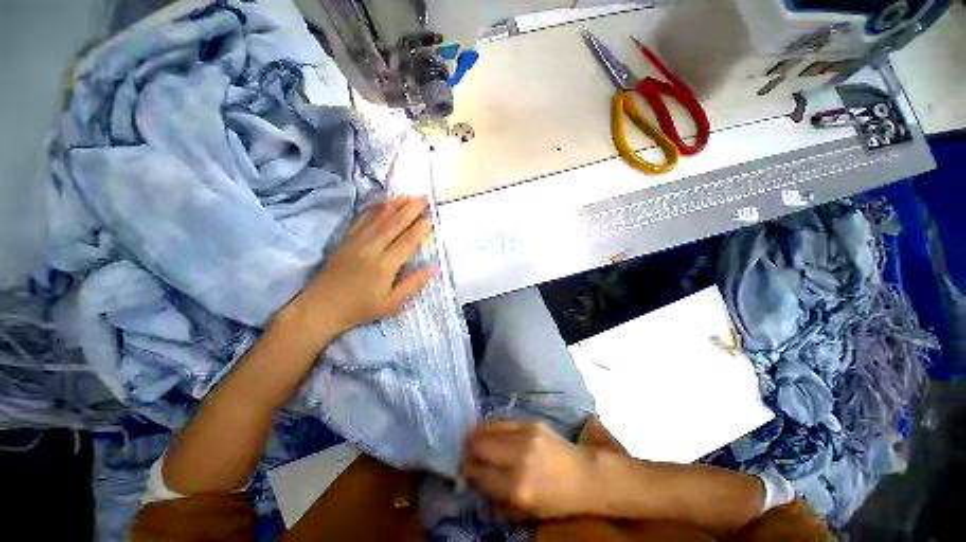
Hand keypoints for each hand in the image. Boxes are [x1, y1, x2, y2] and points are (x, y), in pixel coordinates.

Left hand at [281, 196, 435, 339]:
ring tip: (408, 195)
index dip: (420, 228)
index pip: (407, 241)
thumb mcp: (392, 304)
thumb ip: (413, 284)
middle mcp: (371, 248)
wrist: (321, 308)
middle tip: (424, 197)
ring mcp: (356, 242)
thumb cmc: (361, 308)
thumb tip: (433, 268)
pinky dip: (373, 209)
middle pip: (394, 224)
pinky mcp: (345, 240)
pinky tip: (382, 202)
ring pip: (379, 218)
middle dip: (411, 209)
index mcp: (385, 265)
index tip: (431, 216)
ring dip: (395, 205)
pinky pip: (361, 220)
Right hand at [462, 421, 599, 519]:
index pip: (479, 473)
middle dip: (468, 450)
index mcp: (517, 487)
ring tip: (473, 440)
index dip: (467, 471)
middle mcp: (518, 458)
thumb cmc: (556, 500)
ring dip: (477, 435)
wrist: (585, 475)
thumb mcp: (526, 512)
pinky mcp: (531, 422)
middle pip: (479, 446)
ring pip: (488, 429)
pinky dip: (492, 427)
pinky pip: (503, 422)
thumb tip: (474, 485)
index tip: (463, 471)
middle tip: (466, 453)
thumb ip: (497, 500)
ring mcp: (526, 436)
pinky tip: (489, 431)